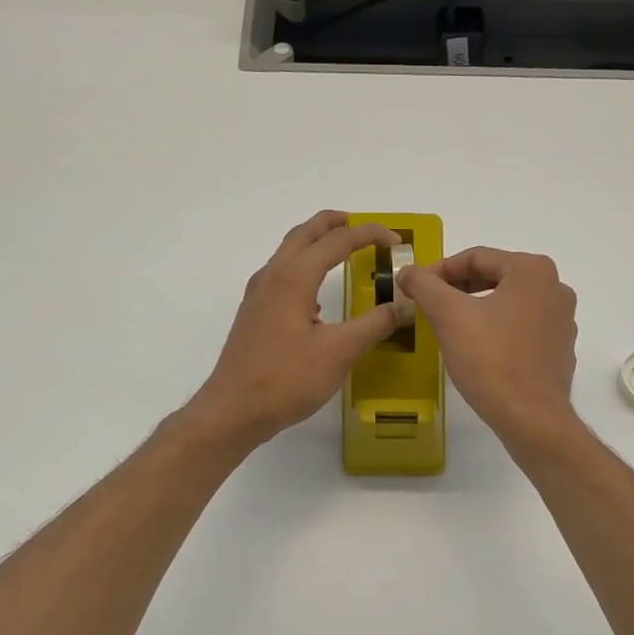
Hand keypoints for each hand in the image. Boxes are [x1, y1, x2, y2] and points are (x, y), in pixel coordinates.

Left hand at [187, 211, 405, 449]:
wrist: (234, 410)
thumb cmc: (286, 379)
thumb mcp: (339, 353)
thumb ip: (373, 325)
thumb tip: (399, 306)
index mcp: (294, 277)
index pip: (336, 241)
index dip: (369, 235)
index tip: (396, 241)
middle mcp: (272, 276)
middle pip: (304, 234)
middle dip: (334, 224)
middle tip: (361, 225)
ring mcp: (258, 295)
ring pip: (289, 253)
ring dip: (316, 244)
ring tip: (342, 251)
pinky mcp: (254, 314)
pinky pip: (282, 276)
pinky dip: (304, 268)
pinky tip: (317, 297)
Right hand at [400, 247, 578, 450]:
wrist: (531, 418)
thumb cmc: (491, 361)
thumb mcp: (448, 316)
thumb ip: (424, 285)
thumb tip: (408, 272)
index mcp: (533, 270)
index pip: (476, 257)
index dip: (439, 270)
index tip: (415, 288)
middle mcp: (555, 288)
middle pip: (495, 277)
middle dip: (458, 289)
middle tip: (429, 307)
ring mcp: (562, 320)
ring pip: (508, 303)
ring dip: (477, 309)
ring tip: (450, 328)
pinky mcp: (560, 348)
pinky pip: (522, 328)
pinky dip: (498, 330)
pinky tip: (479, 351)